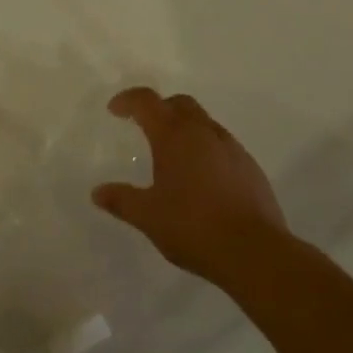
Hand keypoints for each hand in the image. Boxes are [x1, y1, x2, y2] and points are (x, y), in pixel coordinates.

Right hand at [92, 88, 288, 281]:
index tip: (114, 110)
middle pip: (180, 103)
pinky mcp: (251, 167)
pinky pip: (222, 145)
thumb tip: (97, 192)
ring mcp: (232, 148)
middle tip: (144, 126)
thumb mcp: (148, 216)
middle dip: (159, 108)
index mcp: (174, 136)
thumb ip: (121, 200)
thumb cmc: (193, 227)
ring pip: (204, 123)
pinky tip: (202, 179)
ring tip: (173, 156)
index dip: (128, 100)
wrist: (255, 252)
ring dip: (185, 128)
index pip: (147, 101)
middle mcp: (204, 132)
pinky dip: (206, 149)